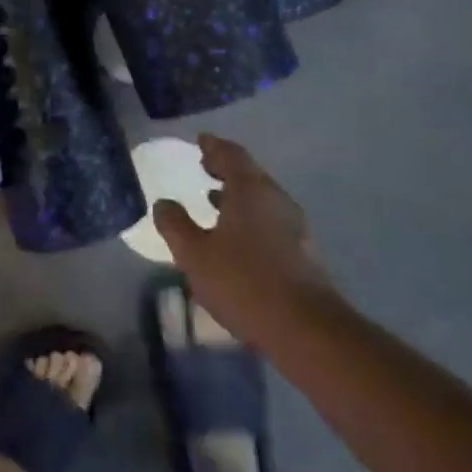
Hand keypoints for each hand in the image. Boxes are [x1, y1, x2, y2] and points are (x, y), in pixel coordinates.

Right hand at [152, 134, 329, 342]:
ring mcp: (295, 226)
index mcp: (250, 190)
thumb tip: (164, 203)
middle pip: (250, 174)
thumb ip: (175, 224)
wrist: (307, 329)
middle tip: (204, 167)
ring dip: (238, 195)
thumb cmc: (244, 282)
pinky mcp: (304, 252)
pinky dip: (250, 217)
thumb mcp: (194, 254)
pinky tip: (236, 237)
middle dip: (226, 169)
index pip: (231, 155)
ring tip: (213, 200)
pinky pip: (270, 221)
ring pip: (262, 199)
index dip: (213, 146)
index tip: (200, 141)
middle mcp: (276, 200)